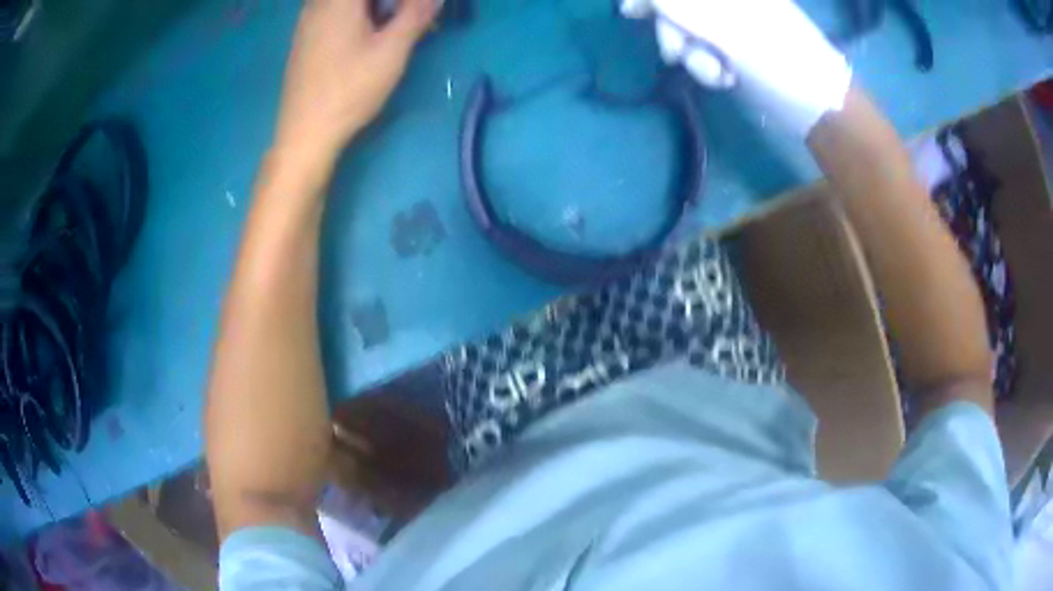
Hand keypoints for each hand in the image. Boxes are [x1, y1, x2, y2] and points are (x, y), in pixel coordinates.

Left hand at [273, 0, 435, 170]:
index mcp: (338, 1)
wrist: (305, 133)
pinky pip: (333, 13)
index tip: (417, 12)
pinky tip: (368, 37)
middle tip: (409, 18)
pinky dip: (356, 17)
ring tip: (393, 27)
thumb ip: (416, 15)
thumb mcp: (391, 51)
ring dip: (374, 10)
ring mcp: (307, 22)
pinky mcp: (303, 40)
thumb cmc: (349, 90)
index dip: (402, 2)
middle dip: (389, 5)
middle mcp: (318, 5)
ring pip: (345, 4)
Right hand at [621, 0, 850, 136]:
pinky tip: (724, 78)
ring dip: (692, 54)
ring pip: (683, 28)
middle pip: (675, 4)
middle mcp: (726, 0)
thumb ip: (678, 6)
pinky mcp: (729, 47)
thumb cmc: (779, 60)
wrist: (815, 105)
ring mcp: (727, 22)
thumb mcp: (727, 29)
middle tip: (677, 53)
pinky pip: (698, 48)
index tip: (632, 12)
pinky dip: (703, 65)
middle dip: (672, 30)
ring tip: (718, 74)